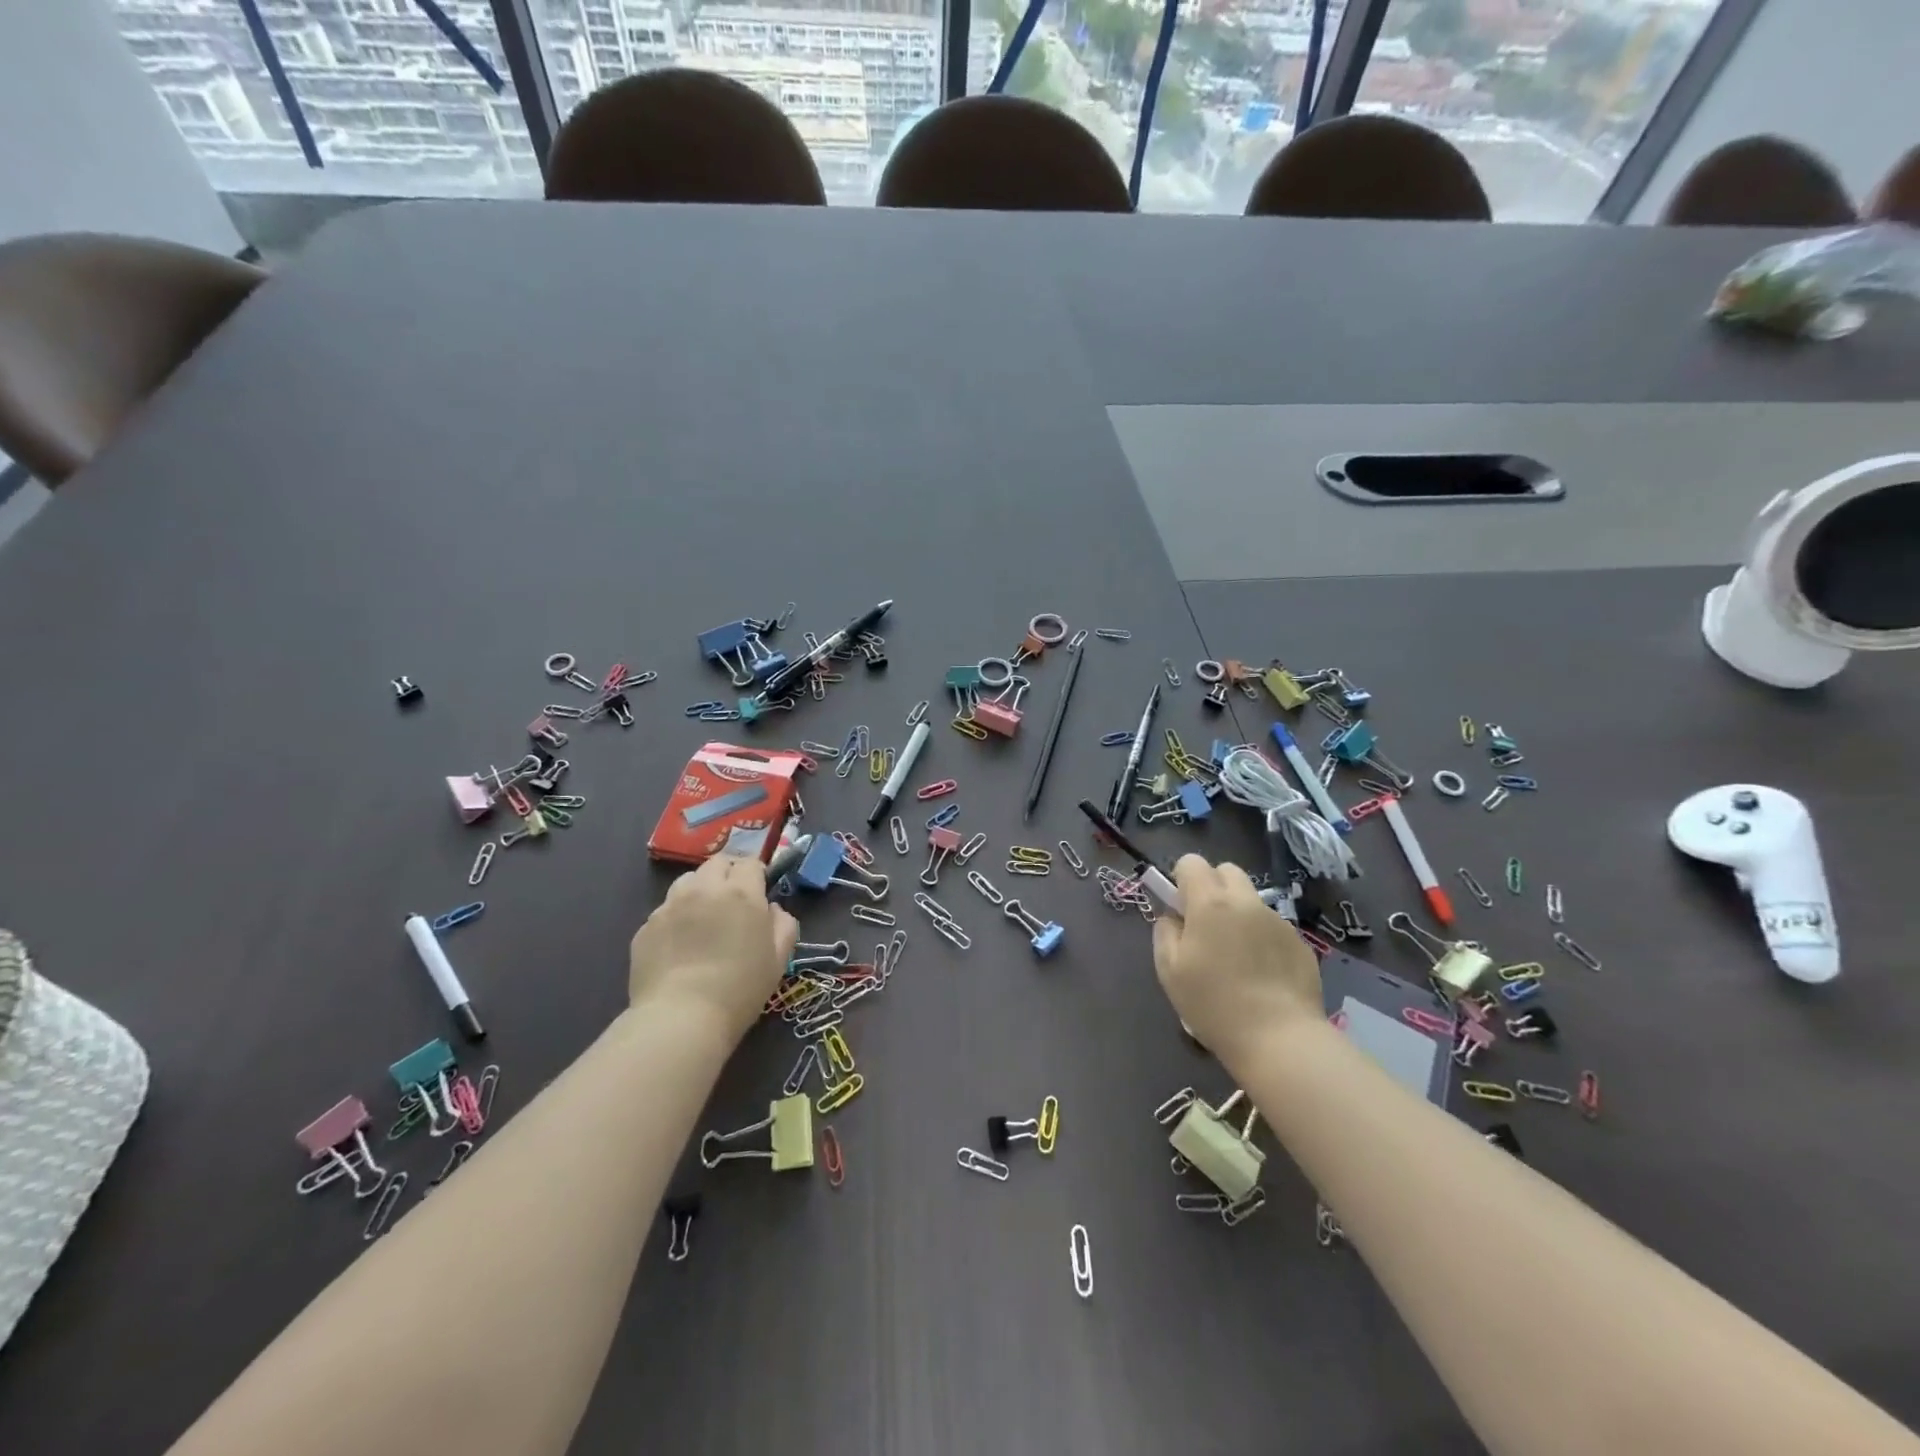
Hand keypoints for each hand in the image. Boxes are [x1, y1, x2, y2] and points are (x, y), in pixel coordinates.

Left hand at [629, 854, 797, 1042]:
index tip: (759, 894)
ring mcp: (670, 905)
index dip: (756, 875)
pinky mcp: (646, 927)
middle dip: (728, 875)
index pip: (751, 863)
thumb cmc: (740, 989)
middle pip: (717, 863)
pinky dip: (676, 918)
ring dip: (699, 890)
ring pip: (687, 881)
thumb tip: (773, 910)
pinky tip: (679, 945)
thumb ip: (783, 925)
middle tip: (732, 903)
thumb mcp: (779, 959)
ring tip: (702, 918)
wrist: (681, 1019)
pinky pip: (665, 910)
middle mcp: (704, 889)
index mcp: (741, 892)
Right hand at [1152, 855, 1322, 1065]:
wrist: (1279, 1038)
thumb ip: (1165, 932)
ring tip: (1236, 957)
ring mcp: (1278, 921)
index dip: (1182, 879)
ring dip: (1239, 914)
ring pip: (1251, 900)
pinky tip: (1261, 974)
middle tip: (1206, 925)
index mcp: (1211, 903)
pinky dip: (1262, 938)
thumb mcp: (1169, 971)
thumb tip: (1173, 917)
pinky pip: (1272, 927)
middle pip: (1227, 871)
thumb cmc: (1213, 1004)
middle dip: (1213, 887)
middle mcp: (1246, 902)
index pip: (1192, 862)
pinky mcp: (1300, 943)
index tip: (1180, 908)